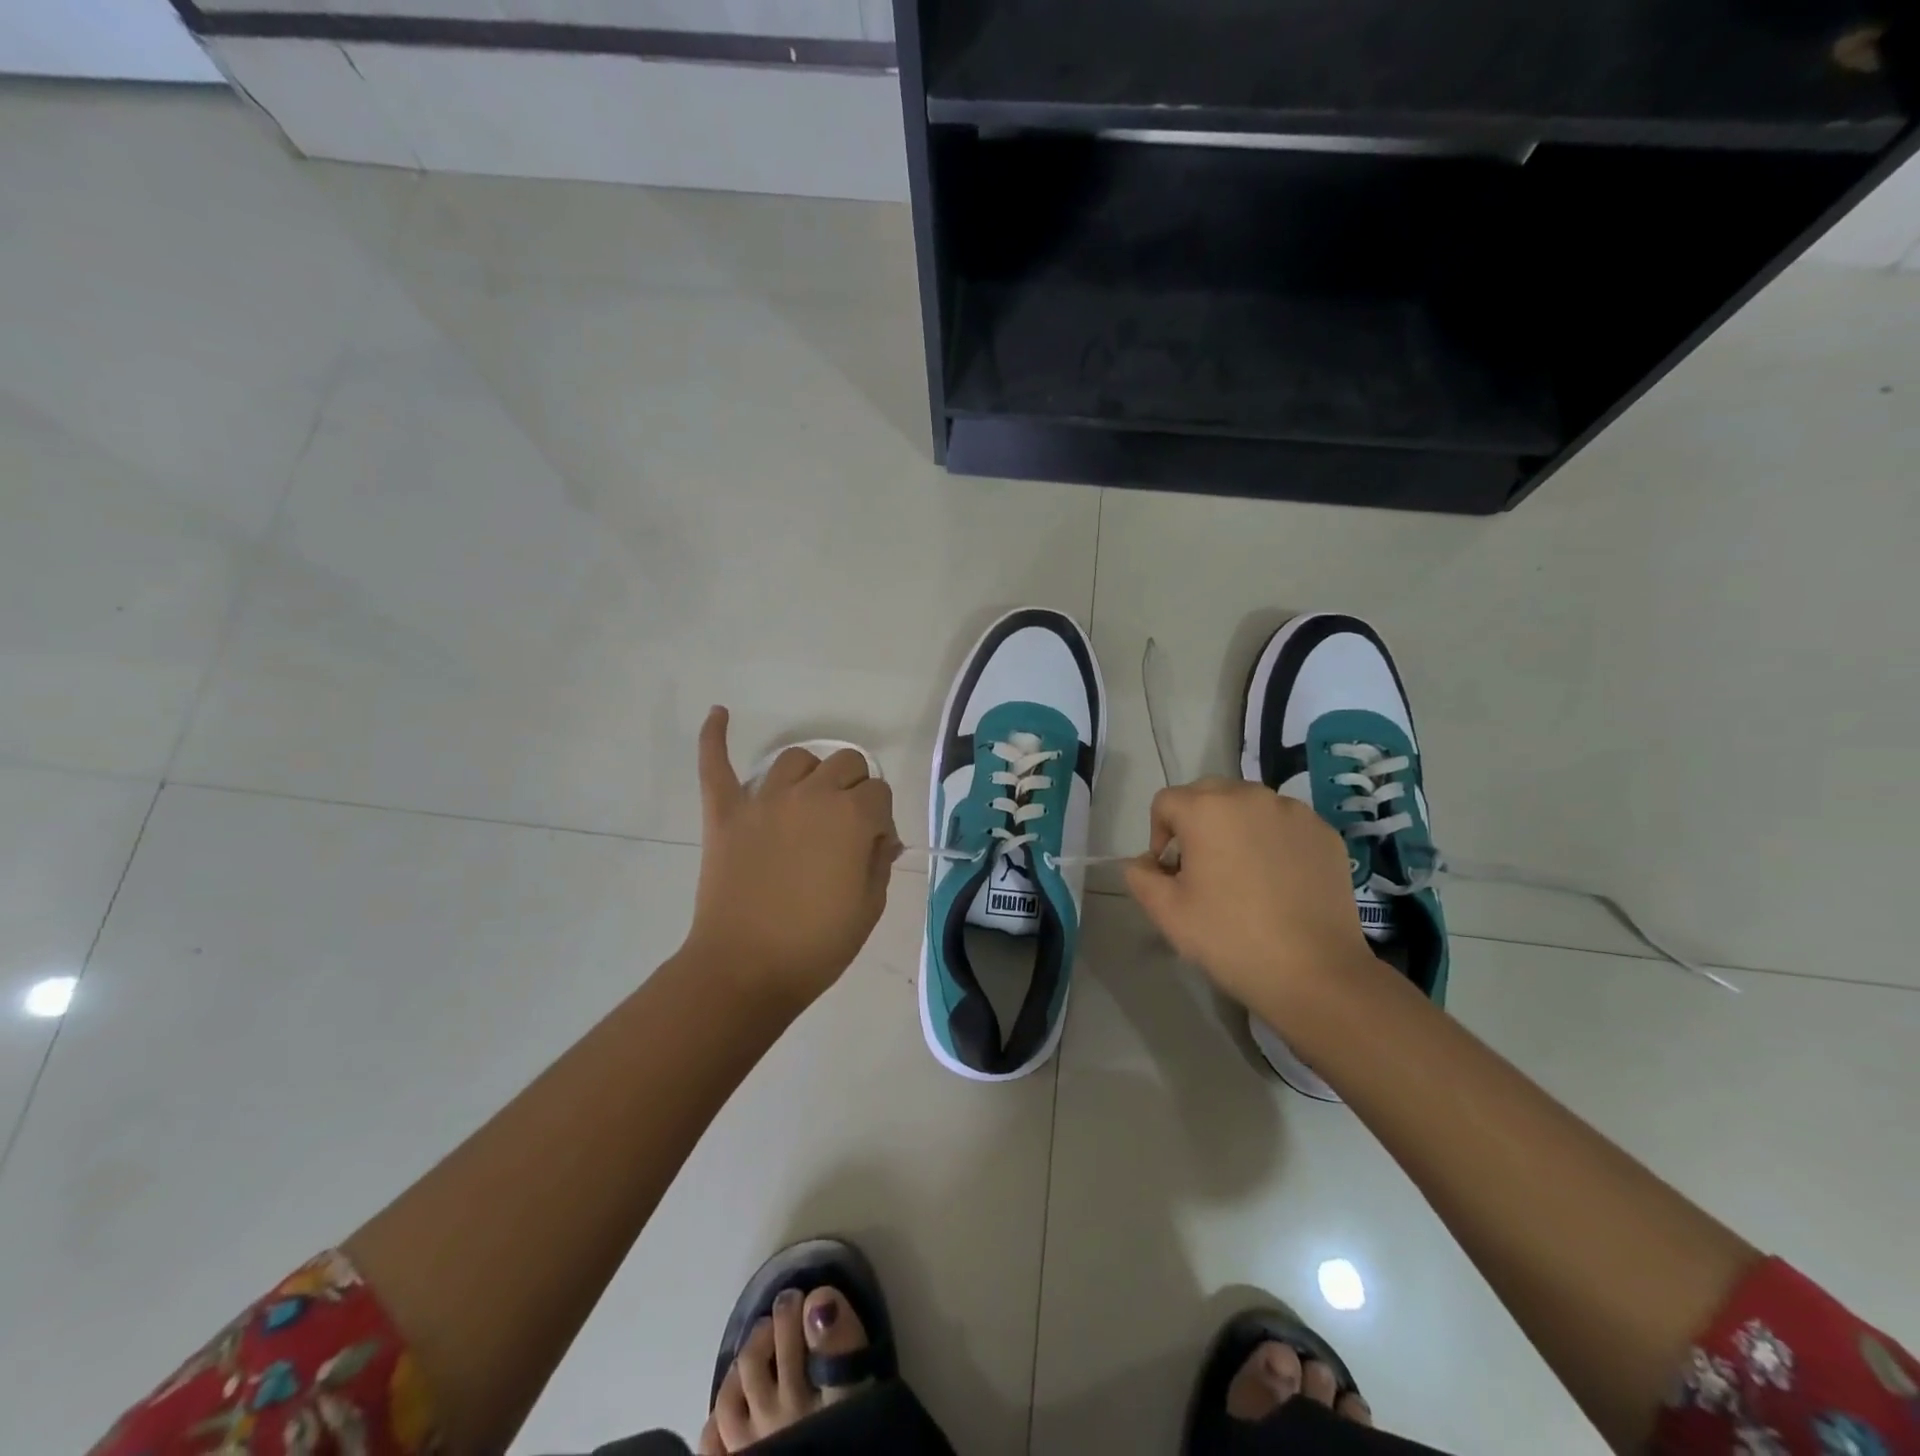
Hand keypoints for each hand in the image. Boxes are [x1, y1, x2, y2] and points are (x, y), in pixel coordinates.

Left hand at [684, 708, 899, 1009]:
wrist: (745, 970)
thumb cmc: (816, 945)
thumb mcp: (869, 907)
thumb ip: (880, 860)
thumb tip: (881, 837)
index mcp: (851, 817)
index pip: (880, 793)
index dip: (882, 819)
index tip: (873, 848)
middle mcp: (810, 795)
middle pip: (845, 764)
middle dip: (855, 788)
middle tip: (846, 828)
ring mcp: (763, 800)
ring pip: (795, 759)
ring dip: (810, 774)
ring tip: (808, 801)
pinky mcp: (725, 813)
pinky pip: (716, 764)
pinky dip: (715, 737)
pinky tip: (719, 713)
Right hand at [1123, 779, 1372, 1021]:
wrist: (1316, 974)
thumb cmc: (1231, 939)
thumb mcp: (1166, 912)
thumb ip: (1140, 875)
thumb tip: (1147, 862)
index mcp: (1207, 809)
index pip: (1166, 802)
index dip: (1158, 835)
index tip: (1170, 873)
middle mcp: (1251, 796)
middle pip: (1208, 794)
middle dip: (1195, 823)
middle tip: (1202, 869)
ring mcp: (1294, 812)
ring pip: (1248, 806)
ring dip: (1235, 828)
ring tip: (1242, 874)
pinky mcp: (1325, 833)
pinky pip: (1284, 824)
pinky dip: (1272, 840)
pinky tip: (1278, 881)